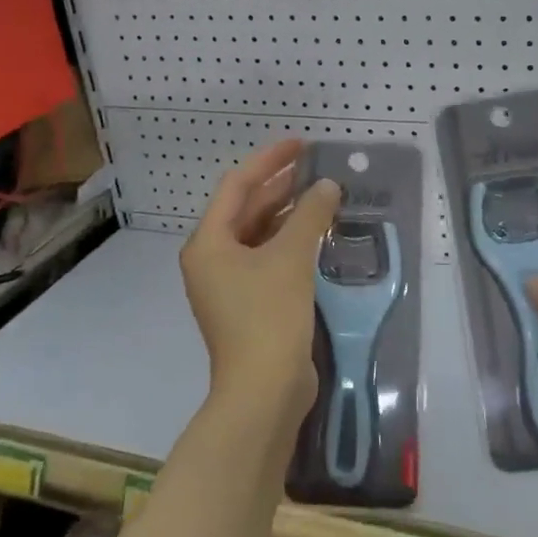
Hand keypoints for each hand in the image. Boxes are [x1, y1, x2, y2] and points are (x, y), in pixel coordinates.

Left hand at [181, 138, 340, 432]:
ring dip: (288, 214)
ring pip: (259, 235)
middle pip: (246, 210)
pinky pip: (269, 259)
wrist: (264, 391)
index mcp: (209, 243)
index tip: (301, 145)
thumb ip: (310, 215)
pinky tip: (319, 235)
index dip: (269, 161)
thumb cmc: (269, 316)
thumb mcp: (291, 258)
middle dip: (280, 186)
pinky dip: (291, 243)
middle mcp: (213, 259)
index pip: (237, 186)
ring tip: (323, 195)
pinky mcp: (249, 305)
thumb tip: (328, 186)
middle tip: (317, 167)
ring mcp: (230, 285)